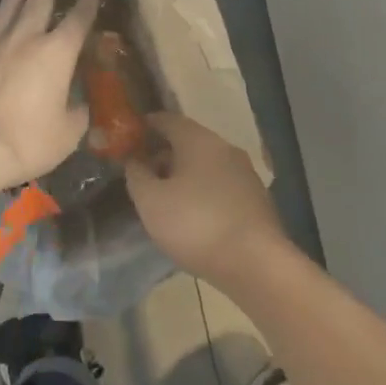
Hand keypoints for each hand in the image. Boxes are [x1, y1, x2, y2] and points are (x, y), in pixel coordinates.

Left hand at [0, 0, 98, 193]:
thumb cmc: (28, 141)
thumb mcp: (67, 134)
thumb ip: (76, 115)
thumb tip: (78, 106)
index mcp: (57, 54)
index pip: (77, 22)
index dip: (86, 8)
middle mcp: (24, 40)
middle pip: (37, 7)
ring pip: (3, 14)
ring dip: (11, 0)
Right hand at [126, 113, 285, 283]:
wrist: (256, 264)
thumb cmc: (196, 224)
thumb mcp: (151, 201)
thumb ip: (136, 175)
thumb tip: (134, 159)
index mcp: (199, 140)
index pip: (167, 120)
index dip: (146, 126)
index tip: (129, 138)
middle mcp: (225, 148)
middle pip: (188, 141)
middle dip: (164, 154)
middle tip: (143, 174)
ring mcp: (245, 173)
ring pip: (206, 165)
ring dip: (184, 175)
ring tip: (165, 199)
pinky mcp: (256, 199)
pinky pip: (221, 185)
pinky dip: (203, 192)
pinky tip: (193, 216)